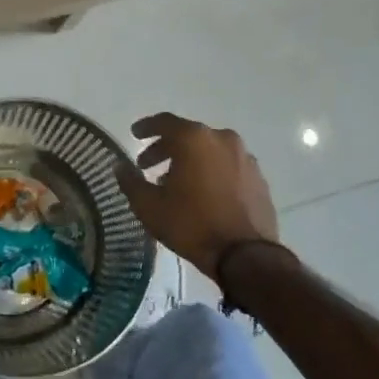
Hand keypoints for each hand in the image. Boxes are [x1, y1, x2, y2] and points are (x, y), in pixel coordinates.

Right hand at [117, 113, 281, 279]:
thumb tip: (120, 166)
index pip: (164, 122)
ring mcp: (245, 158)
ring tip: (175, 183)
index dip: (146, 127)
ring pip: (209, 151)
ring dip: (190, 161)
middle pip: (188, 136)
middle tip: (148, 165)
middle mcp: (222, 139)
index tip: (134, 134)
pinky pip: (227, 166)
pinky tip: (202, 193)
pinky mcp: (259, 179)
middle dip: (166, 148)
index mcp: (194, 139)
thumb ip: (130, 181)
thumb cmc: (192, 225)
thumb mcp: (149, 206)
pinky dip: (211, 172)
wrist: (246, 257)